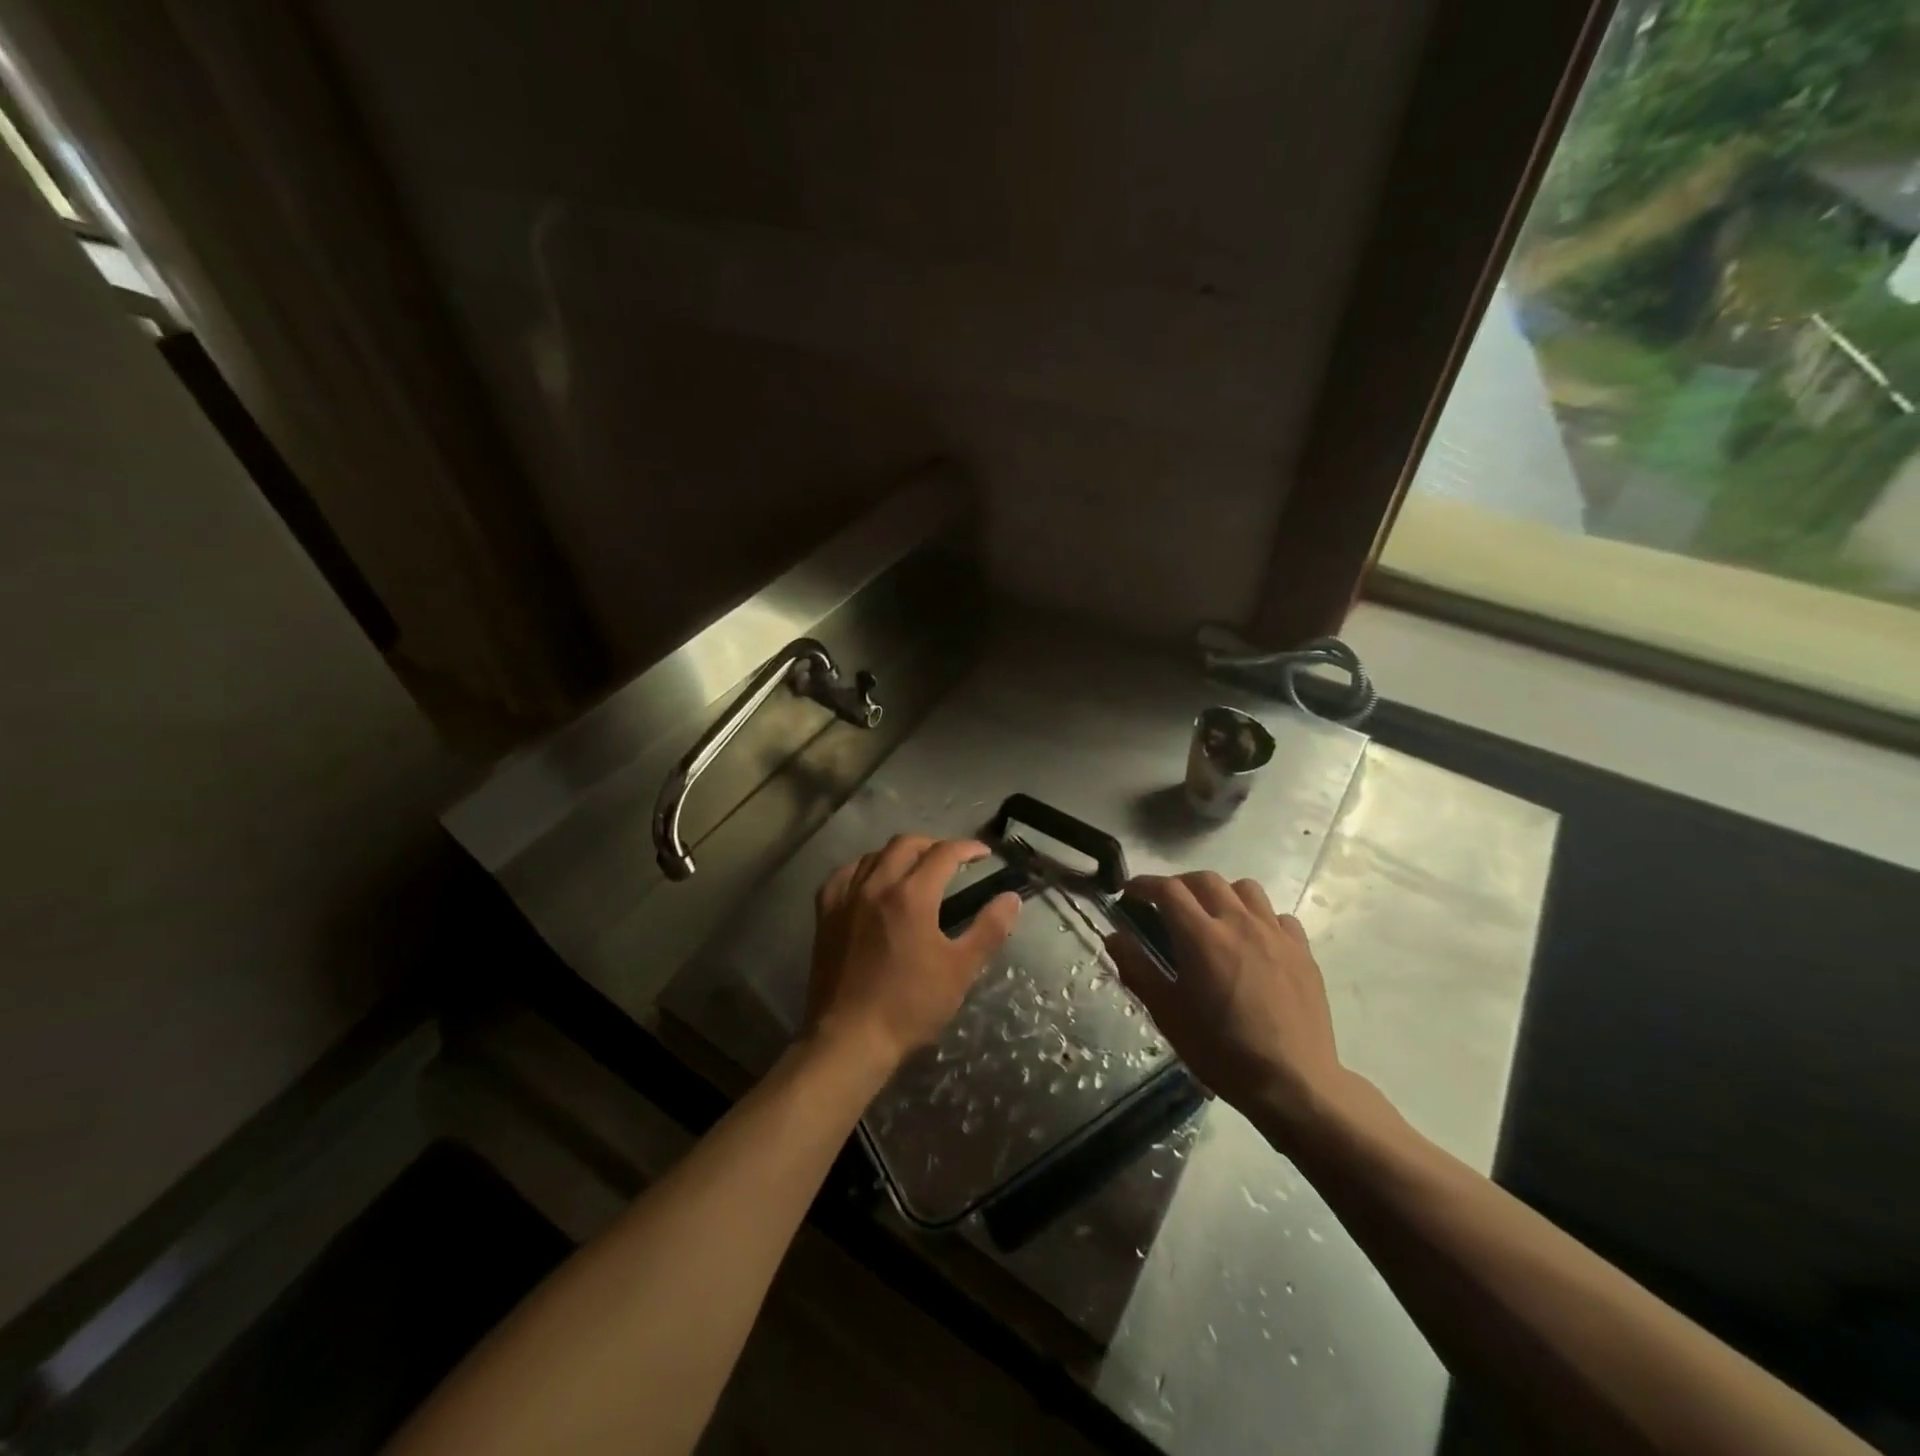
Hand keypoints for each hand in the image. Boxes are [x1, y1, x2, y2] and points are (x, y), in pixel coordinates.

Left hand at [805, 835, 1022, 1074]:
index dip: (967, 848)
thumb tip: (1010, 898)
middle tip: (951, 860)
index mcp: (912, 896)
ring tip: (914, 869)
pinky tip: (870, 881)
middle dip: (933, 845)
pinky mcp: (825, 915)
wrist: (850, 1039)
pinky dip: (862, 869)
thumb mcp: (960, 970)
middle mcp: (876, 885)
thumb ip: (989, 929)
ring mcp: (846, 898)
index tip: (983, 854)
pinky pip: (843, 875)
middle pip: (906, 844)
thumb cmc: (910, 1006)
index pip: (943, 854)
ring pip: (873, 855)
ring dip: (899, 854)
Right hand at [1104, 871, 1346, 1143]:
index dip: (1144, 885)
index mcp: (1202, 936)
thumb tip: (1114, 936)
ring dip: (1222, 893)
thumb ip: (1137, 968)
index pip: (1167, 889)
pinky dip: (1260, 917)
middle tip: (1167, 904)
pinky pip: (1278, 916)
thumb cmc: (1221, 1050)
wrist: (1292, 1083)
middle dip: (1179, 884)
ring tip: (1213, 914)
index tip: (1130, 893)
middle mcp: (1239, 923)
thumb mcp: (1167, 1013)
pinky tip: (1254, 940)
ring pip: (1246, 889)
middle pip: (1205, 879)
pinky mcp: (1302, 950)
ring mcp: (1275, 934)